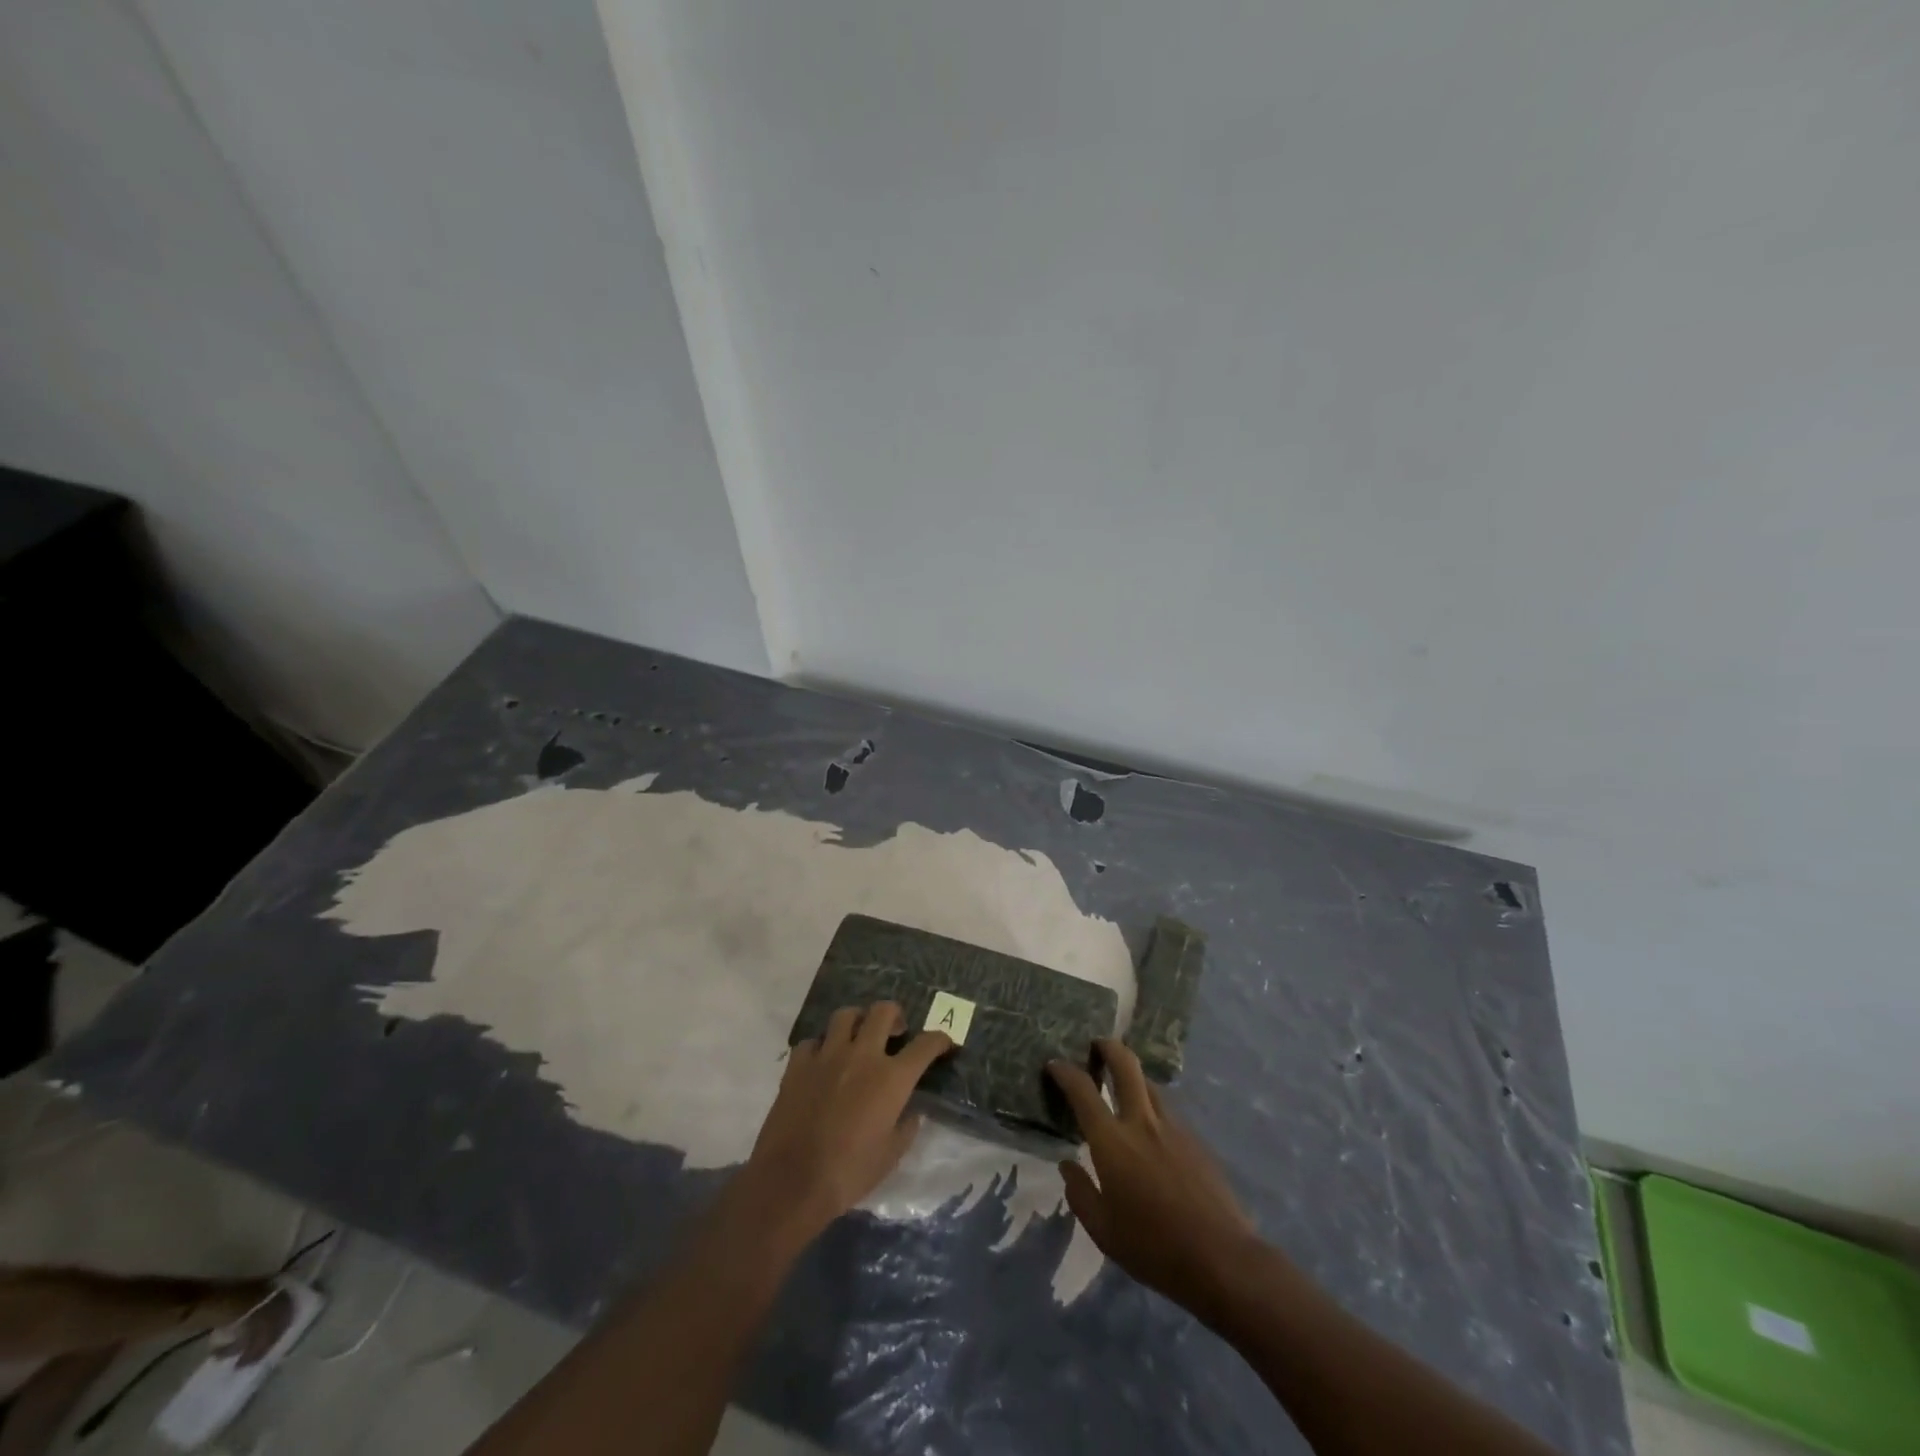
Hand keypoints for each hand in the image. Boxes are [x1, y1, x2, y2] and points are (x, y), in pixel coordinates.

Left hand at [742, 1002, 952, 1245]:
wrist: (791, 1182)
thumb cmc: (848, 1173)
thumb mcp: (890, 1156)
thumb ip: (906, 1127)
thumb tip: (911, 1111)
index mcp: (891, 1078)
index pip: (925, 1045)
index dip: (939, 1040)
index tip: (944, 1043)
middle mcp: (862, 1055)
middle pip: (883, 1011)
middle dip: (895, 1015)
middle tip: (896, 1031)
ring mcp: (827, 1055)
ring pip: (845, 1015)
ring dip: (857, 1021)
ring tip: (858, 1037)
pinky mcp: (798, 1064)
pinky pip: (812, 1041)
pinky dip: (821, 1047)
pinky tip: (822, 1062)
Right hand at [1048, 1039, 1258, 1320]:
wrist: (1221, 1259)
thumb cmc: (1154, 1248)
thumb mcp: (1103, 1231)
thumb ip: (1080, 1193)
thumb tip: (1067, 1164)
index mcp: (1113, 1142)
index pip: (1083, 1090)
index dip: (1065, 1071)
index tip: (1054, 1063)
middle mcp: (1142, 1122)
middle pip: (1125, 1064)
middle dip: (1108, 1046)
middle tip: (1096, 1045)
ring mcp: (1173, 1127)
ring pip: (1149, 1083)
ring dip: (1132, 1076)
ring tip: (1123, 1087)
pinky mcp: (1195, 1139)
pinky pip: (1167, 1110)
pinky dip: (1152, 1106)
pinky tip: (1152, 1130)